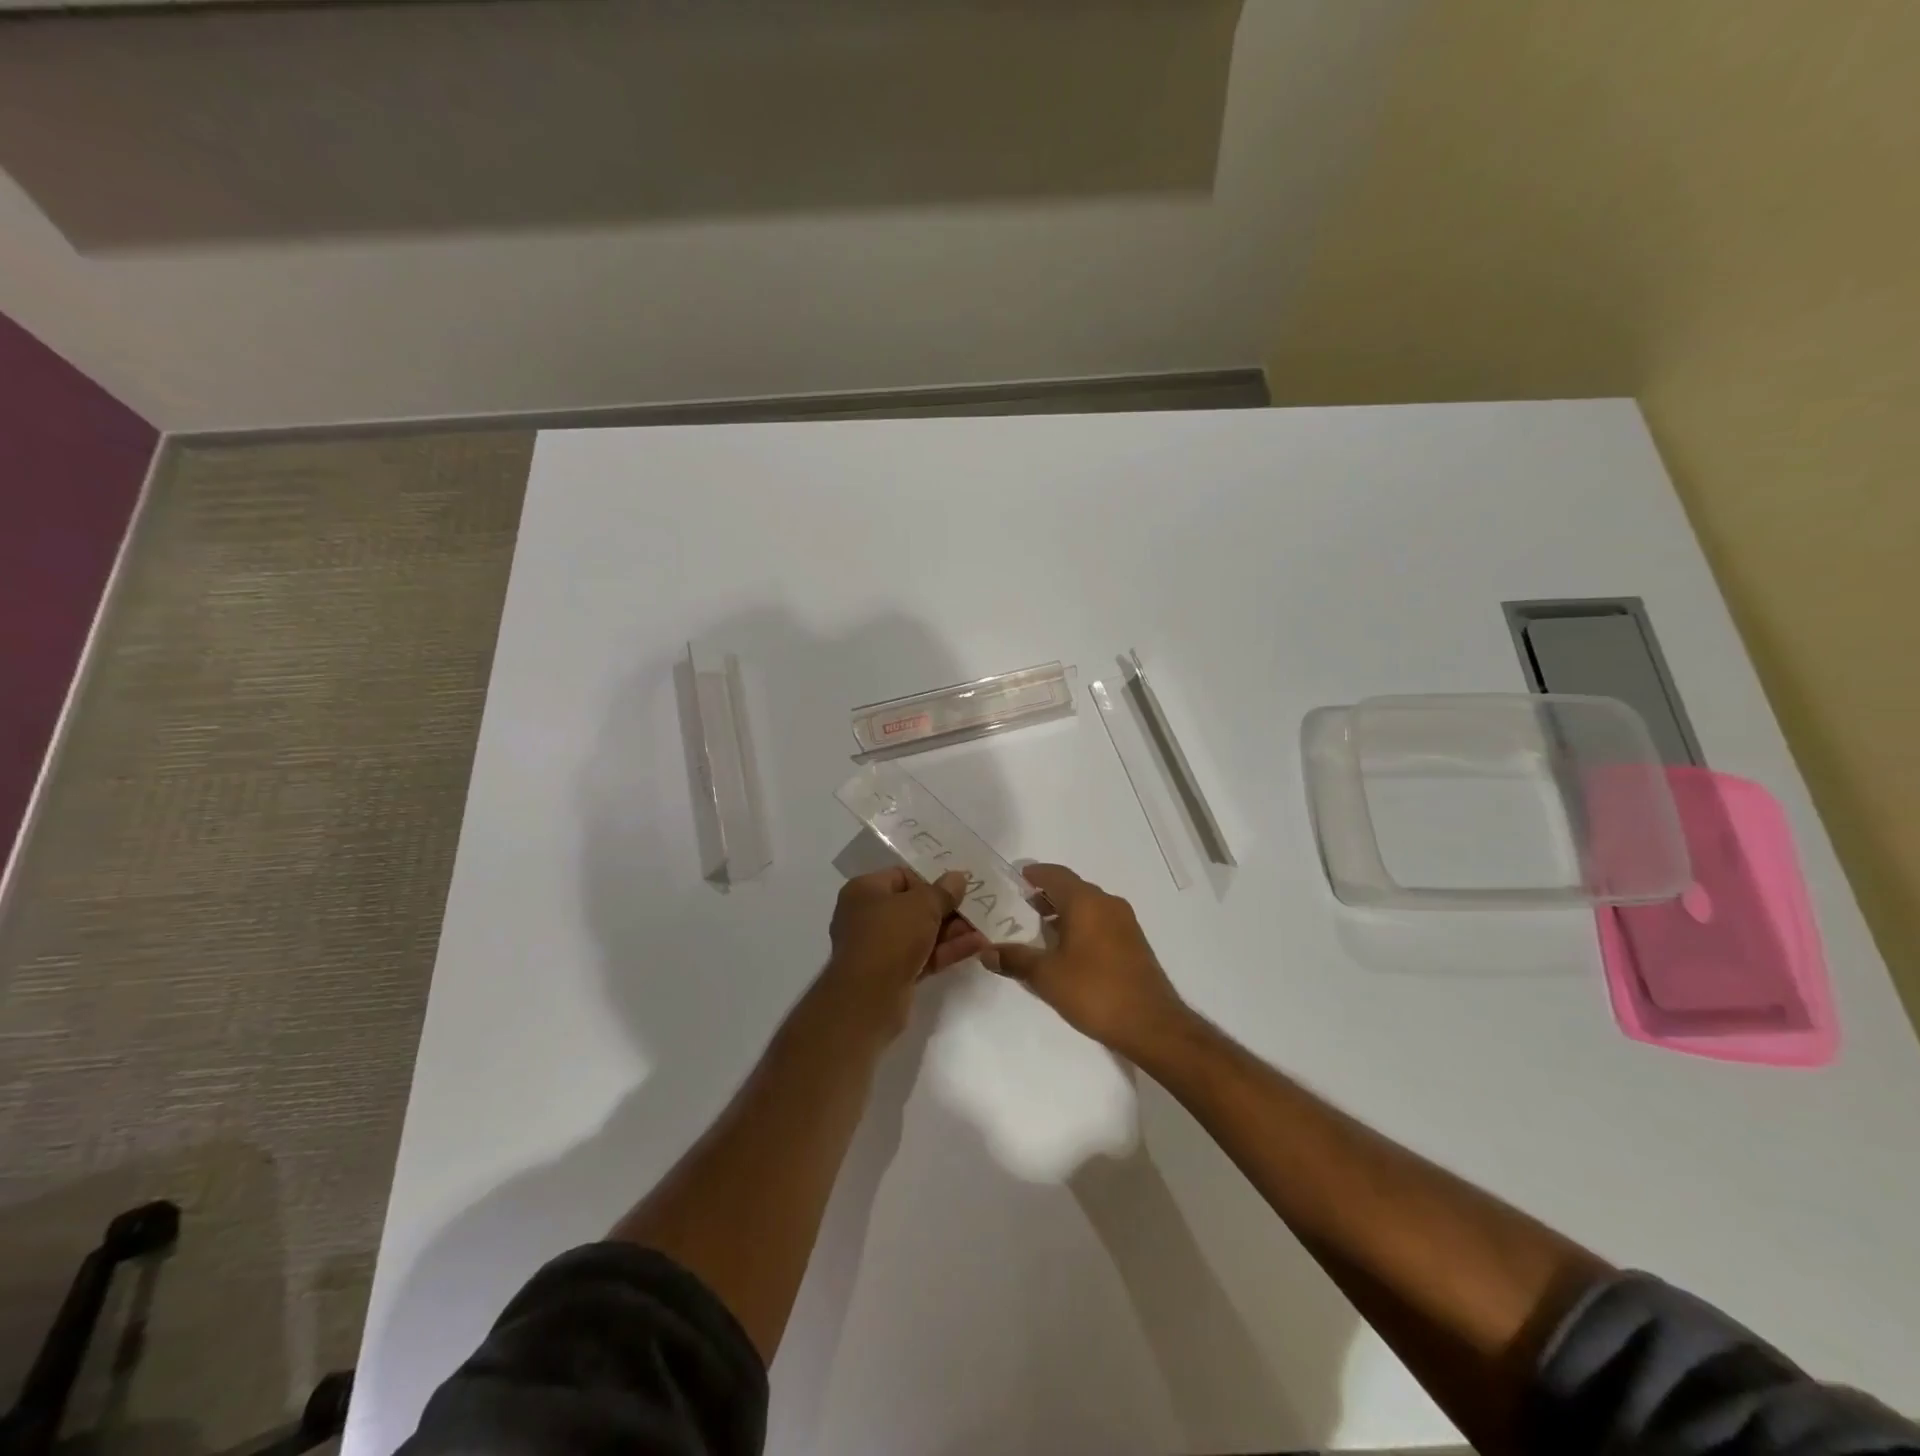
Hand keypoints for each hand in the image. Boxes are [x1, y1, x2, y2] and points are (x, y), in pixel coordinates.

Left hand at [824, 867, 987, 1033]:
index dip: (930, 880)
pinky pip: (923, 955)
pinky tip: (977, 946)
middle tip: (977, 907)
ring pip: (920, 933)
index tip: (957, 888)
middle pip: (913, 906)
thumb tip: (957, 877)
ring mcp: (879, 948)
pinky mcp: (893, 974)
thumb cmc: (890, 937)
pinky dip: (946, 950)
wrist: (868, 999)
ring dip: (951, 931)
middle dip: (946, 909)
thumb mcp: (922, 906)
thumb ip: (943, 891)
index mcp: (865, 891)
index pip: (902, 876)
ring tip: (983, 927)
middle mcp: (867, 916)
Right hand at [989, 864, 1189, 1058]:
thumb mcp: (1046, 976)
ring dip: (1063, 913)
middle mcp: (1107, 903)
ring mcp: (1125, 923)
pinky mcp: (1133, 943)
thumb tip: (986, 952)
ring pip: (1087, 906)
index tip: (1013, 881)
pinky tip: (1066, 951)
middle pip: (1072, 888)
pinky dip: (1080, 926)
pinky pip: (1100, 922)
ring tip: (1038, 931)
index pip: (1055, 874)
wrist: (1151, 1024)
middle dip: (1045, 895)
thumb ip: (1015, 959)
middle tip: (1018, 908)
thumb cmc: (1094, 991)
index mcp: (1086, 901)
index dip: (1033, 875)